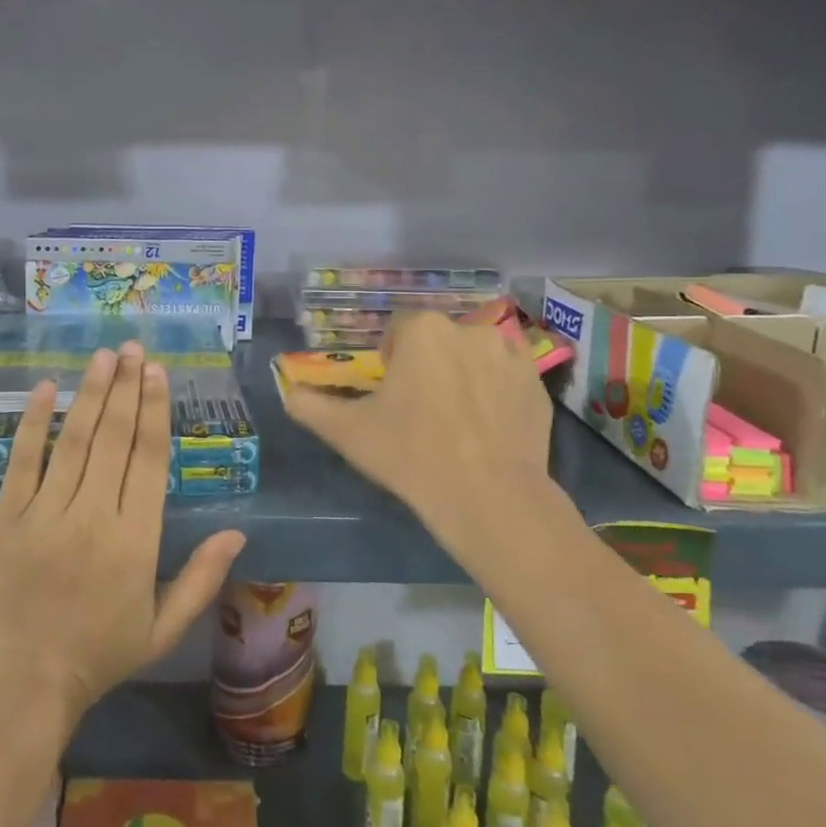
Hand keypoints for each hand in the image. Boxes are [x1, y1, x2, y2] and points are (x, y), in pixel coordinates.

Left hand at [0, 341, 244, 724]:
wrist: (23, 685)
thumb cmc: (99, 656)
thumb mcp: (163, 627)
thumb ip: (202, 578)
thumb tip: (238, 532)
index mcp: (135, 540)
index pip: (149, 459)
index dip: (155, 411)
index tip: (158, 373)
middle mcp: (93, 516)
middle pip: (114, 438)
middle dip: (126, 387)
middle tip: (133, 348)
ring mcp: (45, 514)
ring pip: (73, 440)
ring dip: (91, 393)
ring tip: (103, 356)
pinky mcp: (6, 518)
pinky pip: (22, 461)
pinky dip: (34, 422)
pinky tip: (47, 387)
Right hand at [284, 311, 558, 580]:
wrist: (489, 497)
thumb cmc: (410, 454)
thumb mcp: (347, 432)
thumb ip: (309, 405)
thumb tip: (288, 391)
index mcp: (422, 330)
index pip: (398, 330)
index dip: (390, 361)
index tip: (390, 396)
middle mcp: (469, 329)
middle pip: (437, 340)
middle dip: (427, 365)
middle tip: (420, 411)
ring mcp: (510, 354)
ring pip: (473, 356)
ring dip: (462, 374)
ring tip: (457, 421)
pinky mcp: (537, 384)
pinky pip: (506, 378)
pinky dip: (495, 393)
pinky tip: (487, 429)